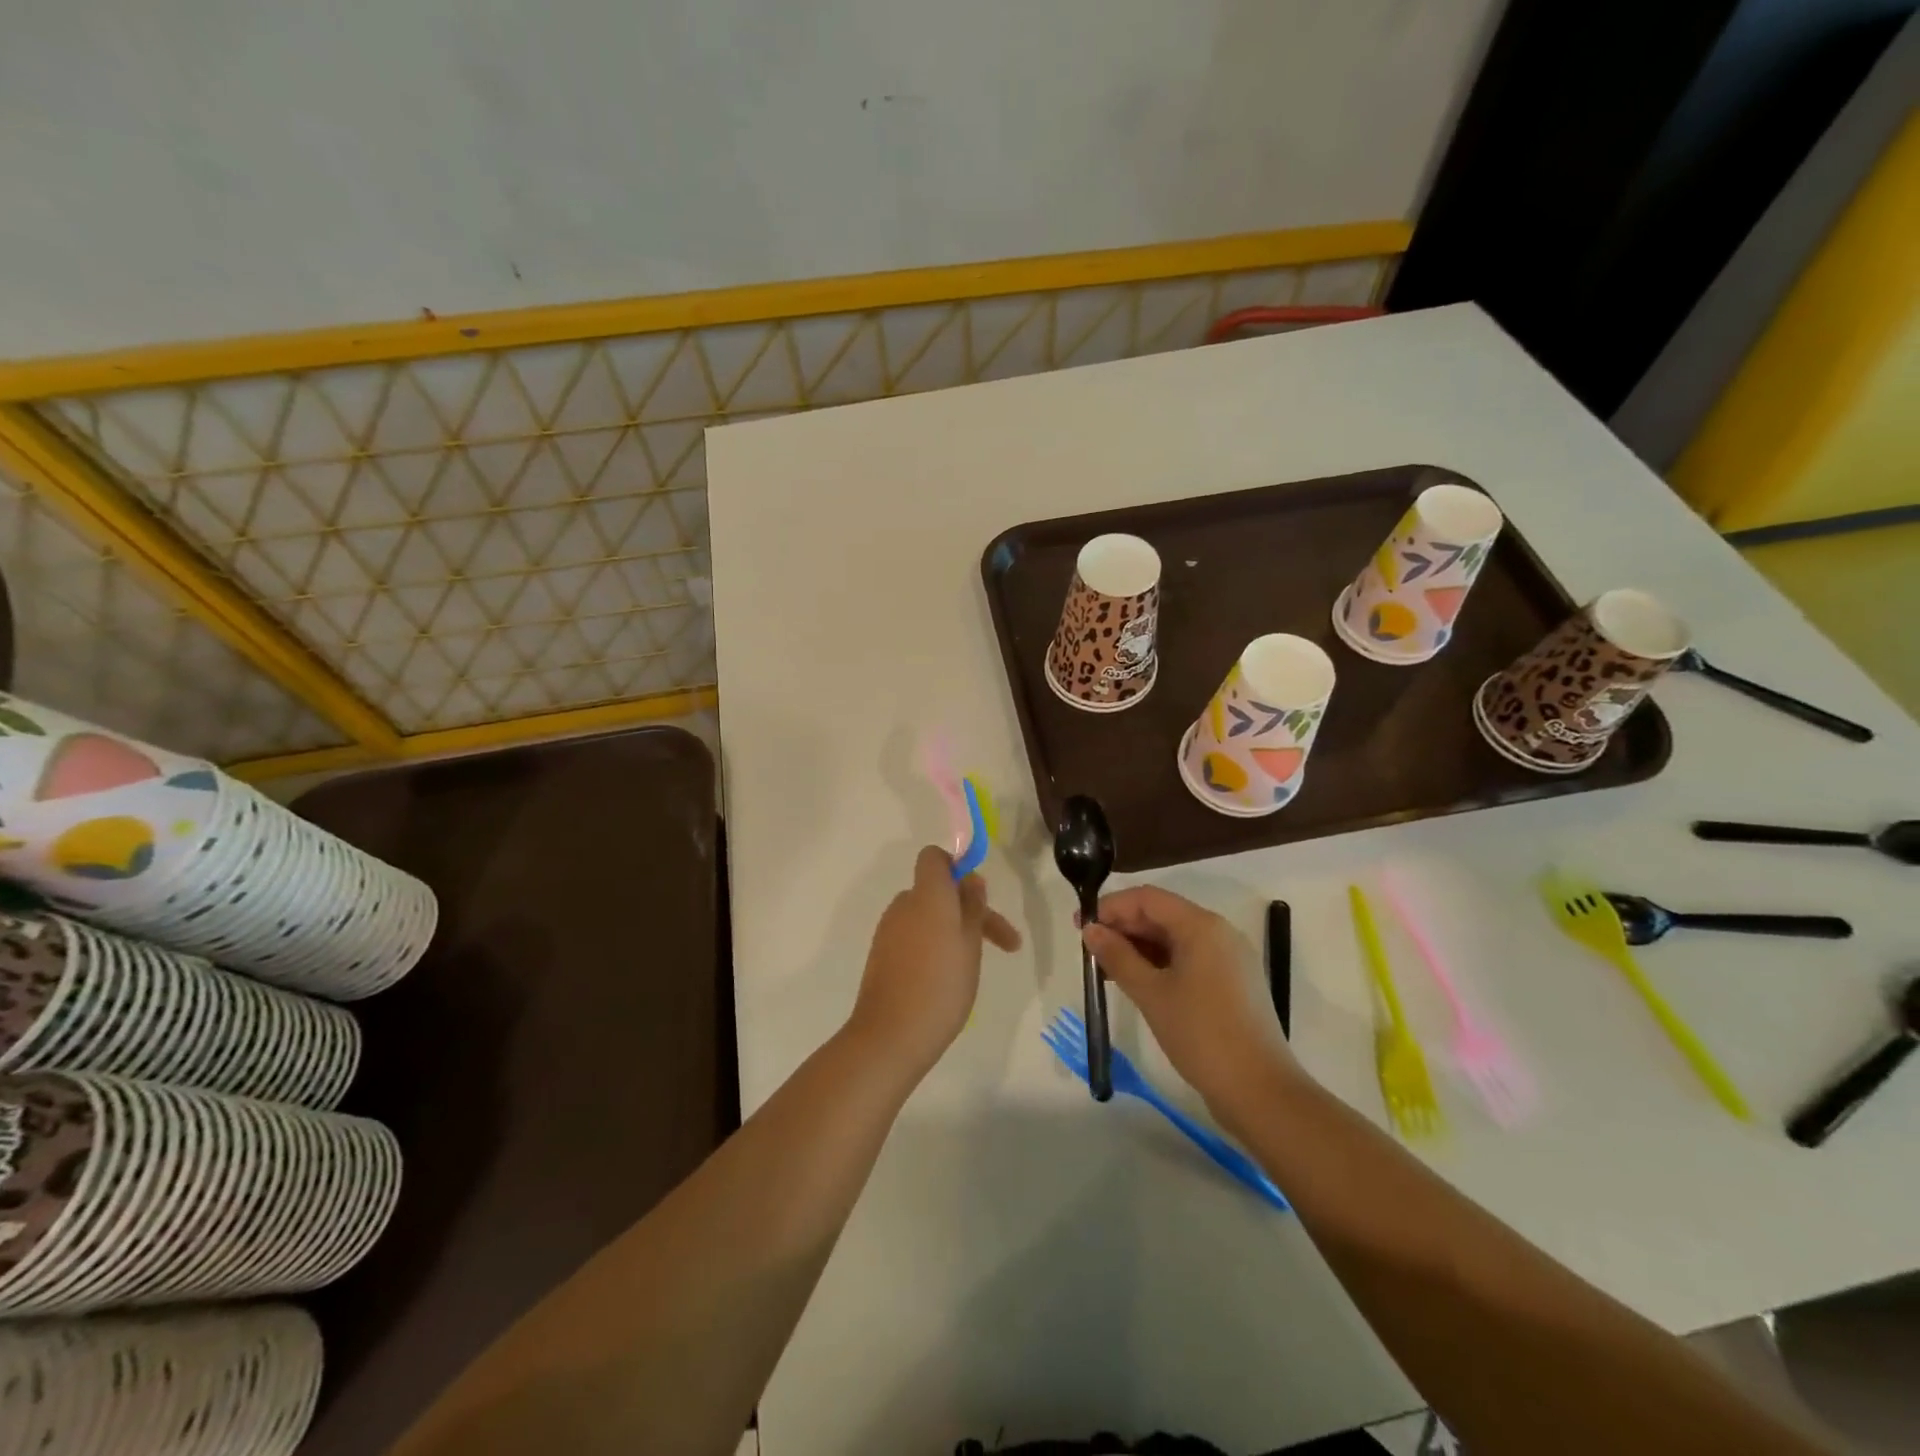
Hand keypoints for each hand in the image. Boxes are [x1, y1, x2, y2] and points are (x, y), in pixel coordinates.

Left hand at [851, 846, 1021, 1078]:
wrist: (891, 1035)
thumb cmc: (941, 986)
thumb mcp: (970, 944)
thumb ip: (972, 907)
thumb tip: (971, 880)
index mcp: (927, 895)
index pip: (934, 858)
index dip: (956, 867)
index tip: (979, 895)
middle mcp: (903, 905)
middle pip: (937, 892)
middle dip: (968, 910)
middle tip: (1002, 943)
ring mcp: (888, 931)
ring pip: (927, 917)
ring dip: (953, 931)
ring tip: (975, 966)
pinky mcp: (881, 956)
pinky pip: (913, 938)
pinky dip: (933, 947)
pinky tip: (948, 978)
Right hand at [1082, 886, 1297, 1123]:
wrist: (1259, 1091)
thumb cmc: (1200, 1034)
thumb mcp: (1151, 993)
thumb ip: (1117, 956)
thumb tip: (1091, 930)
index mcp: (1202, 926)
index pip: (1147, 899)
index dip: (1111, 907)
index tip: (1081, 926)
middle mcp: (1219, 932)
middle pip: (1162, 915)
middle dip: (1124, 927)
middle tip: (1090, 950)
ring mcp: (1229, 958)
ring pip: (1175, 938)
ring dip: (1140, 947)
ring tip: (1107, 968)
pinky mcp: (1232, 982)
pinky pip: (1189, 958)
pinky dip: (1160, 963)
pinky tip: (1138, 982)